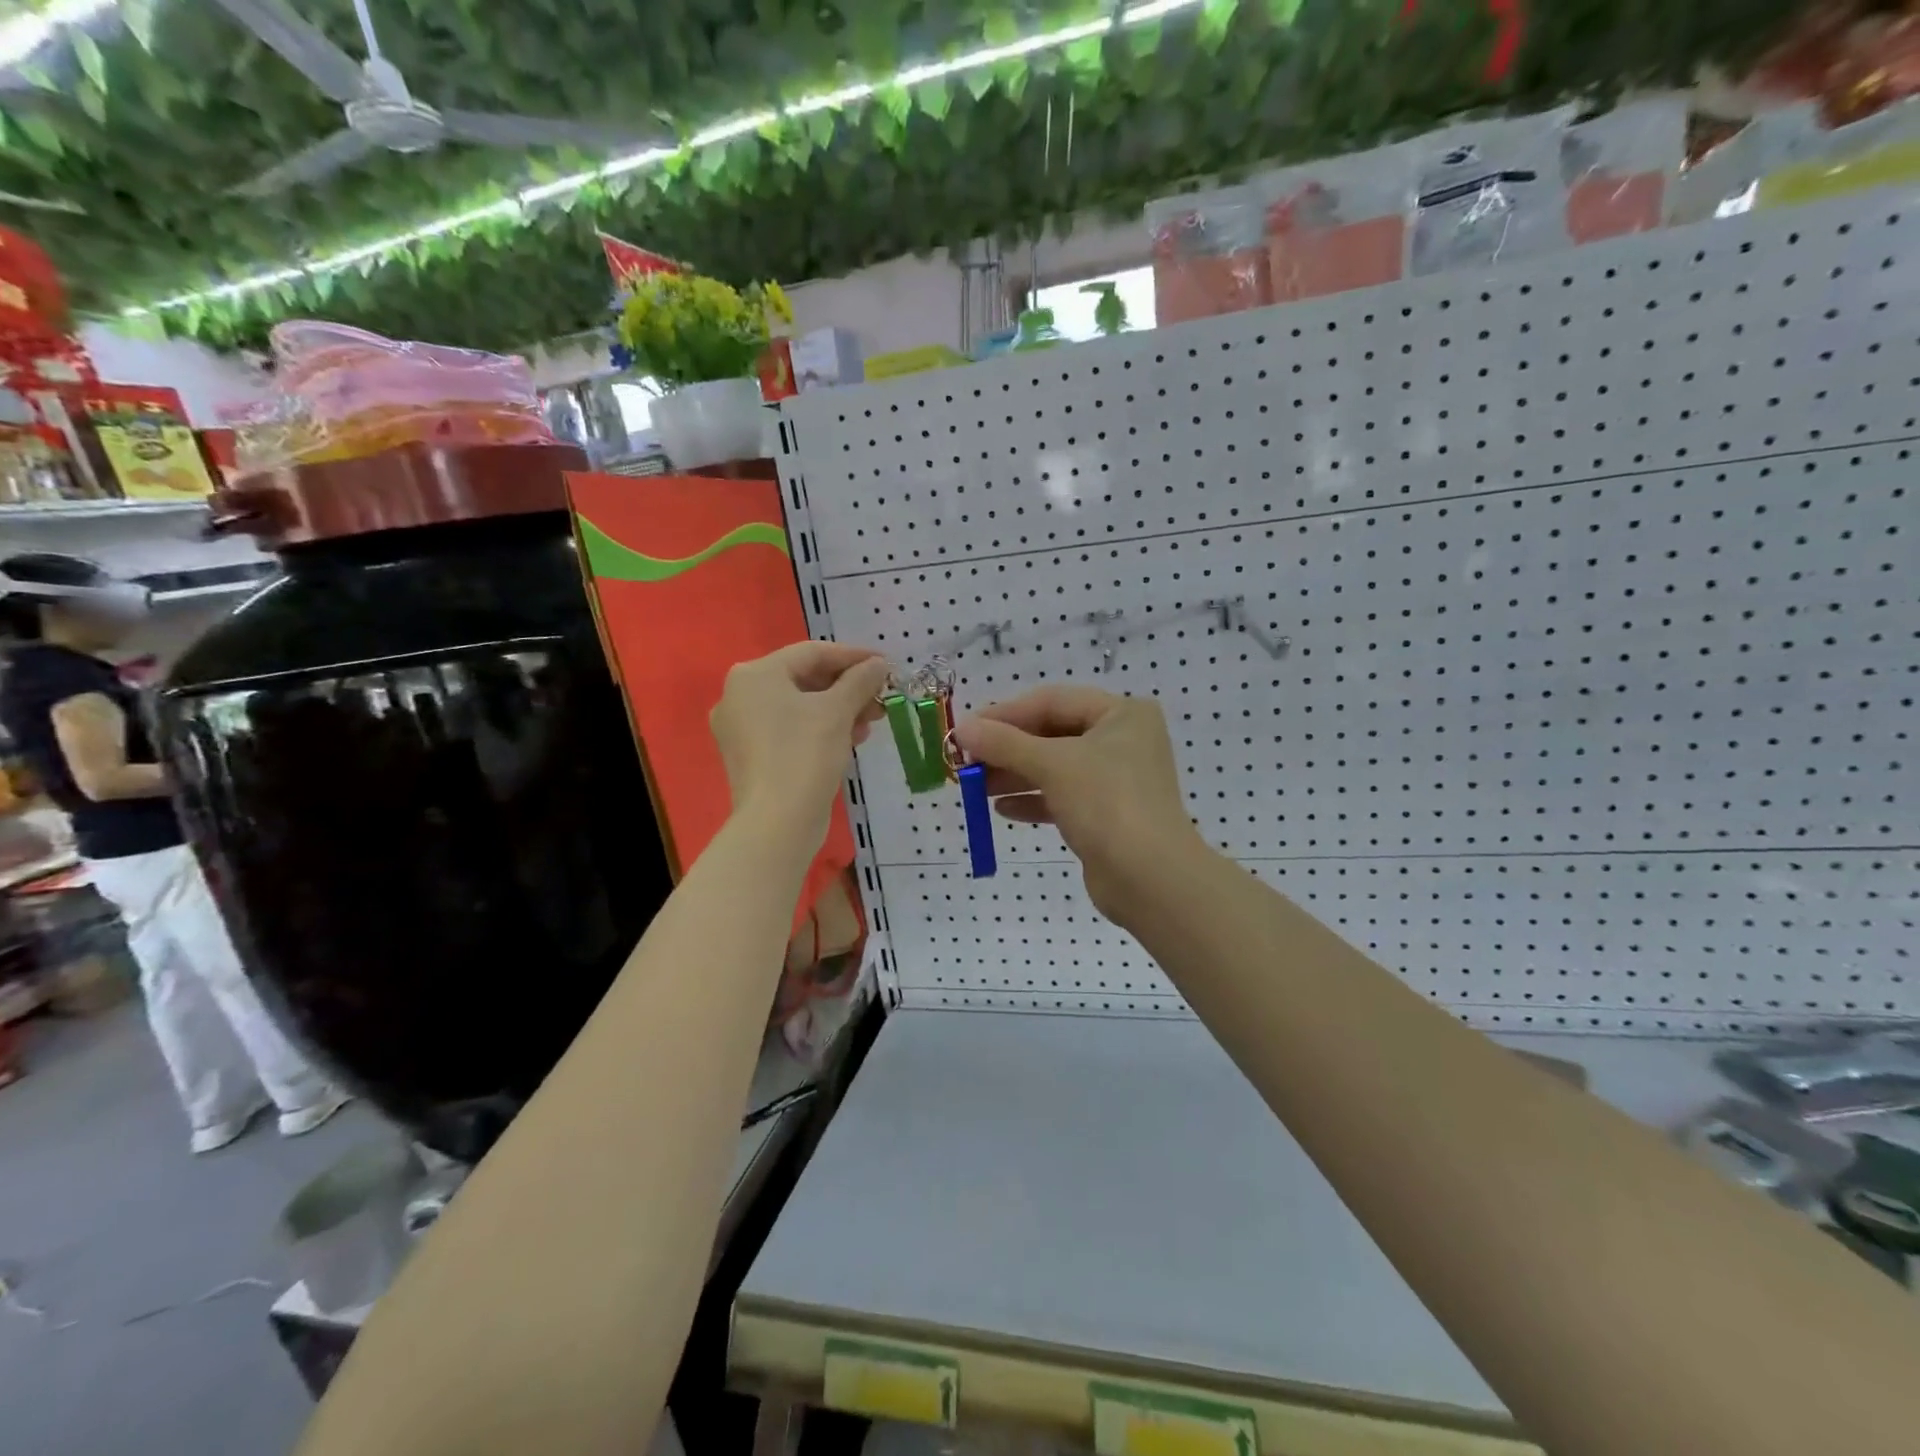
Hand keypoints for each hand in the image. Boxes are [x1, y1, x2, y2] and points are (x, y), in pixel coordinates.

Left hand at [711, 642, 887, 852]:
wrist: (777, 822)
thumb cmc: (805, 754)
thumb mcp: (838, 711)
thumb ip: (860, 680)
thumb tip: (878, 664)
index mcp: (754, 674)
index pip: (812, 652)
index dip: (853, 656)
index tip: (886, 665)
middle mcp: (739, 695)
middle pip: (804, 679)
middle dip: (848, 688)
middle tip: (880, 698)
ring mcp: (741, 728)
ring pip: (799, 706)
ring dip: (838, 710)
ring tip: (871, 722)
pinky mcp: (750, 756)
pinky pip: (789, 730)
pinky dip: (820, 729)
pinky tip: (849, 740)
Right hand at [952, 686, 1204, 924]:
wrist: (1150, 879)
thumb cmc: (1106, 804)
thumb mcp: (1052, 765)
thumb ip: (1004, 743)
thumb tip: (961, 727)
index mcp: (1121, 713)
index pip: (1052, 701)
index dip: (1005, 714)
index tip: (965, 730)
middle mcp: (1122, 740)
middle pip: (1052, 734)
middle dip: (1007, 748)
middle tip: (965, 761)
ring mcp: (1115, 779)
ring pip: (1054, 767)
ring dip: (1014, 775)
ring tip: (974, 787)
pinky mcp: (1106, 813)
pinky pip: (1062, 797)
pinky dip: (1033, 800)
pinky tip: (1002, 809)